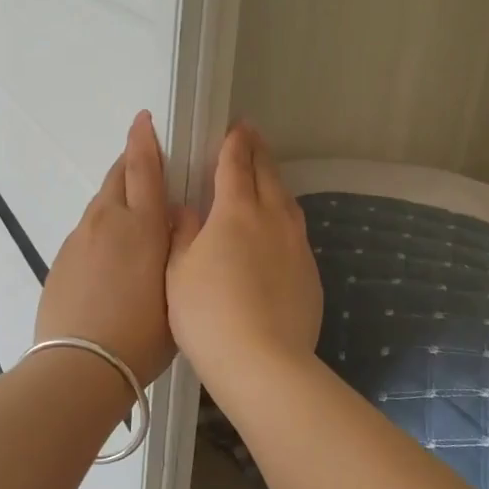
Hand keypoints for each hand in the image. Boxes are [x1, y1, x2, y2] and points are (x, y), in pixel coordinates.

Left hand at [35, 111, 178, 386]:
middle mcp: (107, 222)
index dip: (144, 141)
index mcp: (143, 227)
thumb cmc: (142, 335)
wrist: (80, 365)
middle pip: (117, 178)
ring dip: (116, 198)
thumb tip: (178, 217)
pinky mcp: (61, 260)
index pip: (144, 169)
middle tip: (143, 159)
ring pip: (100, 204)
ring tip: (130, 216)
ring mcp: (79, 240)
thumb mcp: (177, 291)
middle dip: (130, 163)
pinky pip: (86, 231)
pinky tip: (108, 255)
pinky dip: (101, 228)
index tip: (143, 120)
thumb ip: (178, 247)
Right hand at [166, 124, 322, 391]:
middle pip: (267, 176)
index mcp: (235, 212)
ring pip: (287, 202)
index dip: (234, 144)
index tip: (236, 127)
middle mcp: (272, 220)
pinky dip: (285, 218)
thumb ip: (182, 234)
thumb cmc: (207, 314)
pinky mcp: (310, 274)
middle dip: (258, 153)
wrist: (262, 361)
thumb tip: (186, 209)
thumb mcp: (178, 272)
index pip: (235, 165)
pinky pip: (297, 232)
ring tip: (267, 176)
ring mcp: (296, 246)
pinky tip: (278, 231)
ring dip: (275, 183)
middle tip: (252, 137)